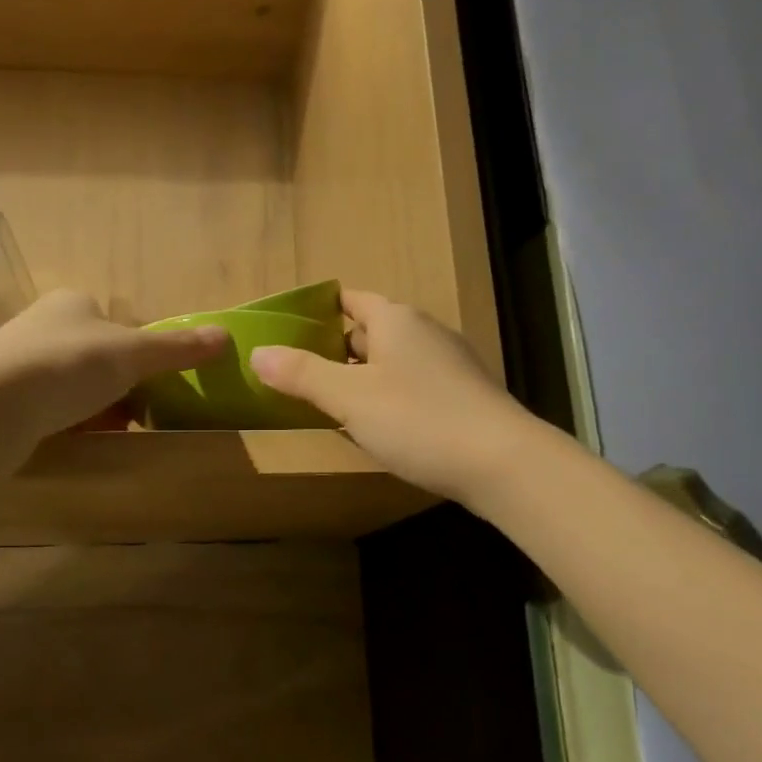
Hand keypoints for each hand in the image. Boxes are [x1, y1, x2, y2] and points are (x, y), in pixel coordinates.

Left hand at [0, 290, 227, 447]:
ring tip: (113, 432)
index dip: (142, 354)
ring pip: (75, 387)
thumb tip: (226, 335)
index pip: (119, 325)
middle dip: (121, 387)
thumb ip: (177, 347)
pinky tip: (80, 442)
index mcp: (73, 303)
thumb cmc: (66, 366)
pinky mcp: (3, 398)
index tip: (155, 385)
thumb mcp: (132, 354)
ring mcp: (18, 362)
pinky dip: (70, 424)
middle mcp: (43, 325)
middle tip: (140, 415)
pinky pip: (50, 410)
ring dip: (98, 408)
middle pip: (99, 358)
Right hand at [249, 291, 540, 503]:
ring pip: (394, 360)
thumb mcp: (349, 398)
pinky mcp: (465, 394)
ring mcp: (450, 363)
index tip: (289, 332)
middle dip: (336, 348)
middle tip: (300, 374)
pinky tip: (381, 426)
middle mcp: (425, 331)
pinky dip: (390, 396)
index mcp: (396, 319)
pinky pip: (415, 384)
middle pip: (371, 330)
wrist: (504, 462)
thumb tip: (257, 353)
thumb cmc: (418, 420)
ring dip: (363, 376)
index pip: (350, 299)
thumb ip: (302, 374)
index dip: (319, 311)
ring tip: (332, 403)